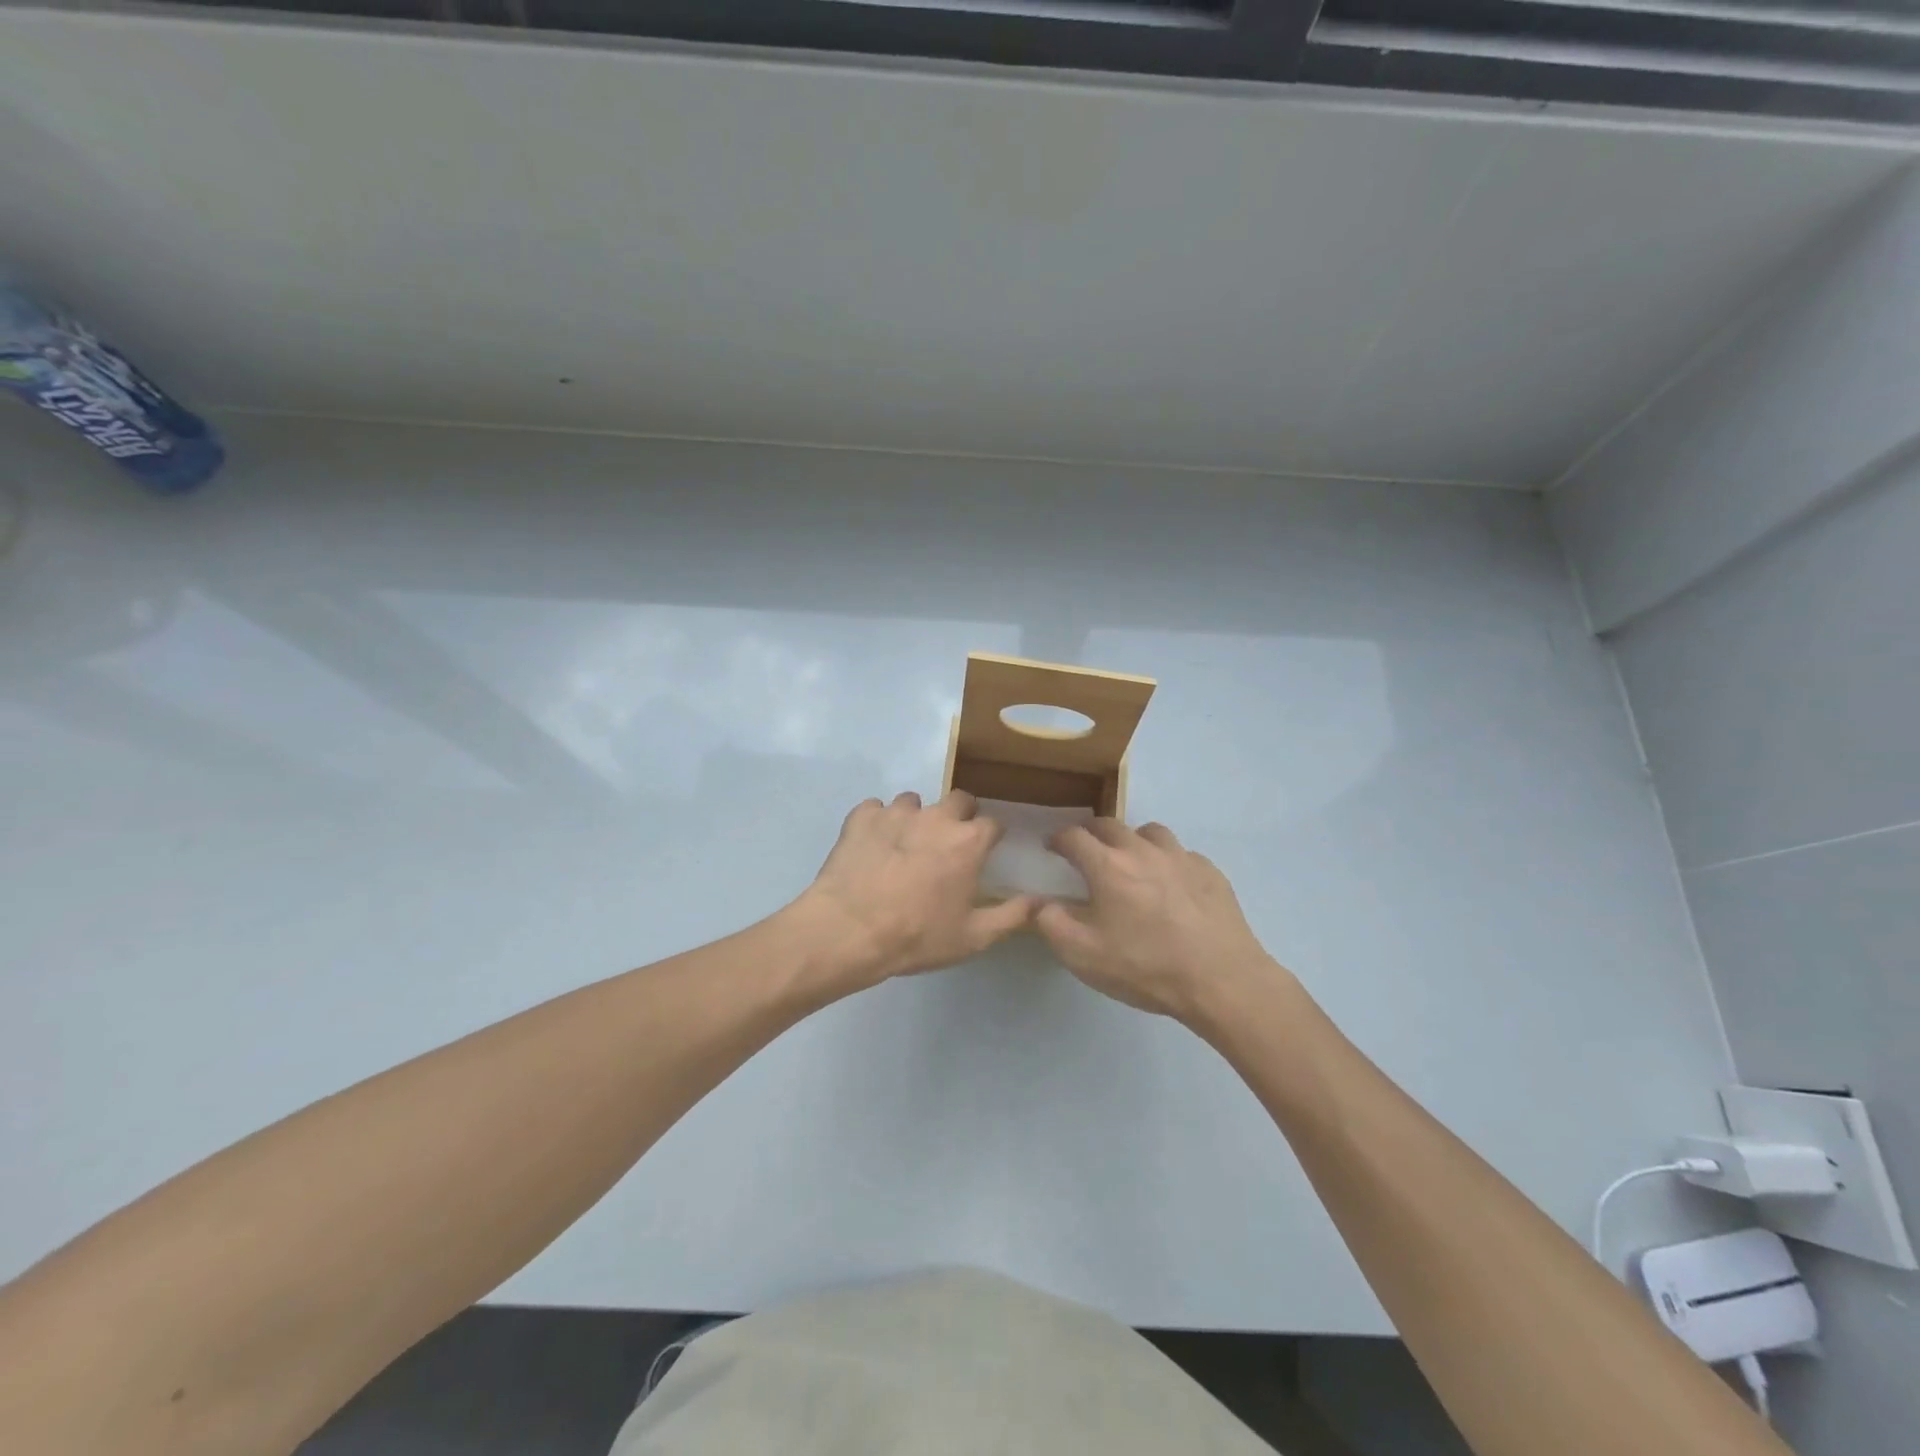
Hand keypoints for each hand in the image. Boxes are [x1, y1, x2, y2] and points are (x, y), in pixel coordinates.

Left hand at [792, 791, 1038, 989]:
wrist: (849, 930)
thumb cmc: (917, 936)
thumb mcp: (973, 937)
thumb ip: (1012, 916)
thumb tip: (1041, 901)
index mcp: (968, 841)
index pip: (993, 823)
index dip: (991, 837)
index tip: (985, 852)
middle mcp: (936, 817)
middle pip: (958, 799)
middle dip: (959, 816)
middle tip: (947, 845)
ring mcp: (896, 812)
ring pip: (914, 802)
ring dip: (915, 818)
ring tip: (904, 847)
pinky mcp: (862, 817)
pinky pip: (875, 809)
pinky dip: (877, 822)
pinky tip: (872, 847)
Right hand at [1038, 820, 1283, 1025]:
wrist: (1221, 980)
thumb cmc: (1144, 966)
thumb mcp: (1082, 954)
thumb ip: (1050, 922)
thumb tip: (1035, 902)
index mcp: (1107, 865)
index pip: (1073, 836)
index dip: (1057, 839)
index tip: (1052, 847)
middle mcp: (1142, 849)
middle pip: (1110, 825)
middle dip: (1092, 834)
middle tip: (1086, 852)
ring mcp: (1181, 857)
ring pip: (1150, 832)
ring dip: (1133, 840)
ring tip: (1131, 862)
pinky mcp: (1210, 872)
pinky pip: (1181, 854)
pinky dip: (1167, 861)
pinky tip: (1171, 885)